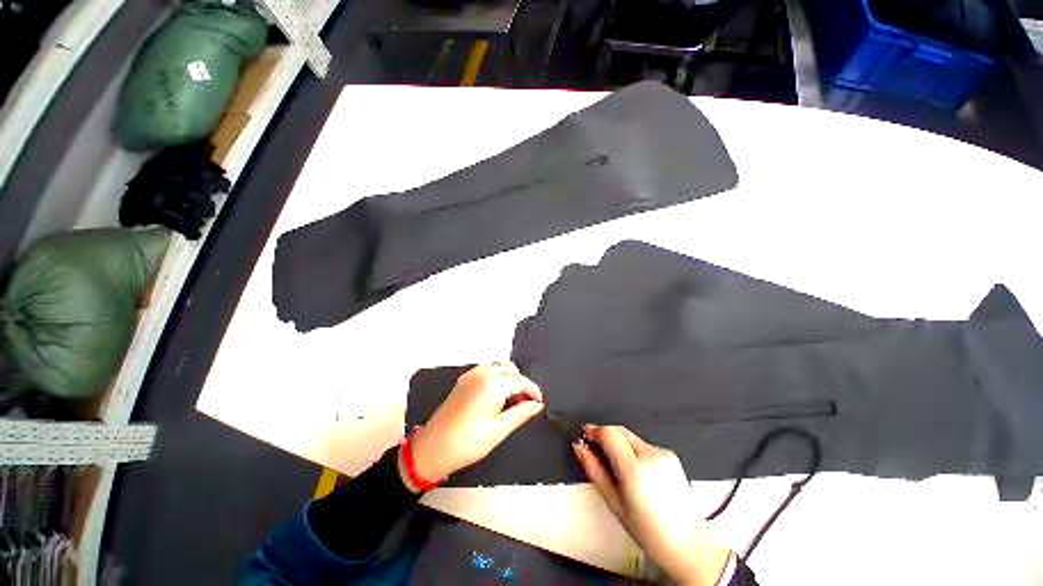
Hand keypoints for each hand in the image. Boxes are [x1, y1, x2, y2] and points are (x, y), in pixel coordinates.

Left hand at [401, 362, 543, 491]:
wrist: (433, 448)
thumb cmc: (466, 441)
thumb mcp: (499, 429)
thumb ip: (521, 413)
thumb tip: (536, 405)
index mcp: (493, 383)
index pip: (521, 381)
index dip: (533, 391)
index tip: (539, 402)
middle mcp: (483, 373)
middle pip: (511, 370)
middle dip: (521, 384)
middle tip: (525, 404)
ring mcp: (472, 374)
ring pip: (499, 367)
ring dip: (509, 379)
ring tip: (511, 401)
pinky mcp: (464, 379)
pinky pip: (487, 370)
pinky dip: (496, 378)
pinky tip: (496, 397)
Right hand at [574, 425, 731, 585]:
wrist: (689, 544)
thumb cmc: (650, 532)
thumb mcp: (614, 503)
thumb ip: (594, 470)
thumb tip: (579, 448)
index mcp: (635, 470)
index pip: (608, 433)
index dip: (593, 430)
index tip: (584, 434)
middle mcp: (651, 456)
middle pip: (619, 430)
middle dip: (604, 435)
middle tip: (594, 448)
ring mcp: (663, 453)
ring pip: (630, 436)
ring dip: (617, 442)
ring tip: (615, 465)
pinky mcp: (670, 455)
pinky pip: (643, 444)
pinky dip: (632, 449)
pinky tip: (634, 470)